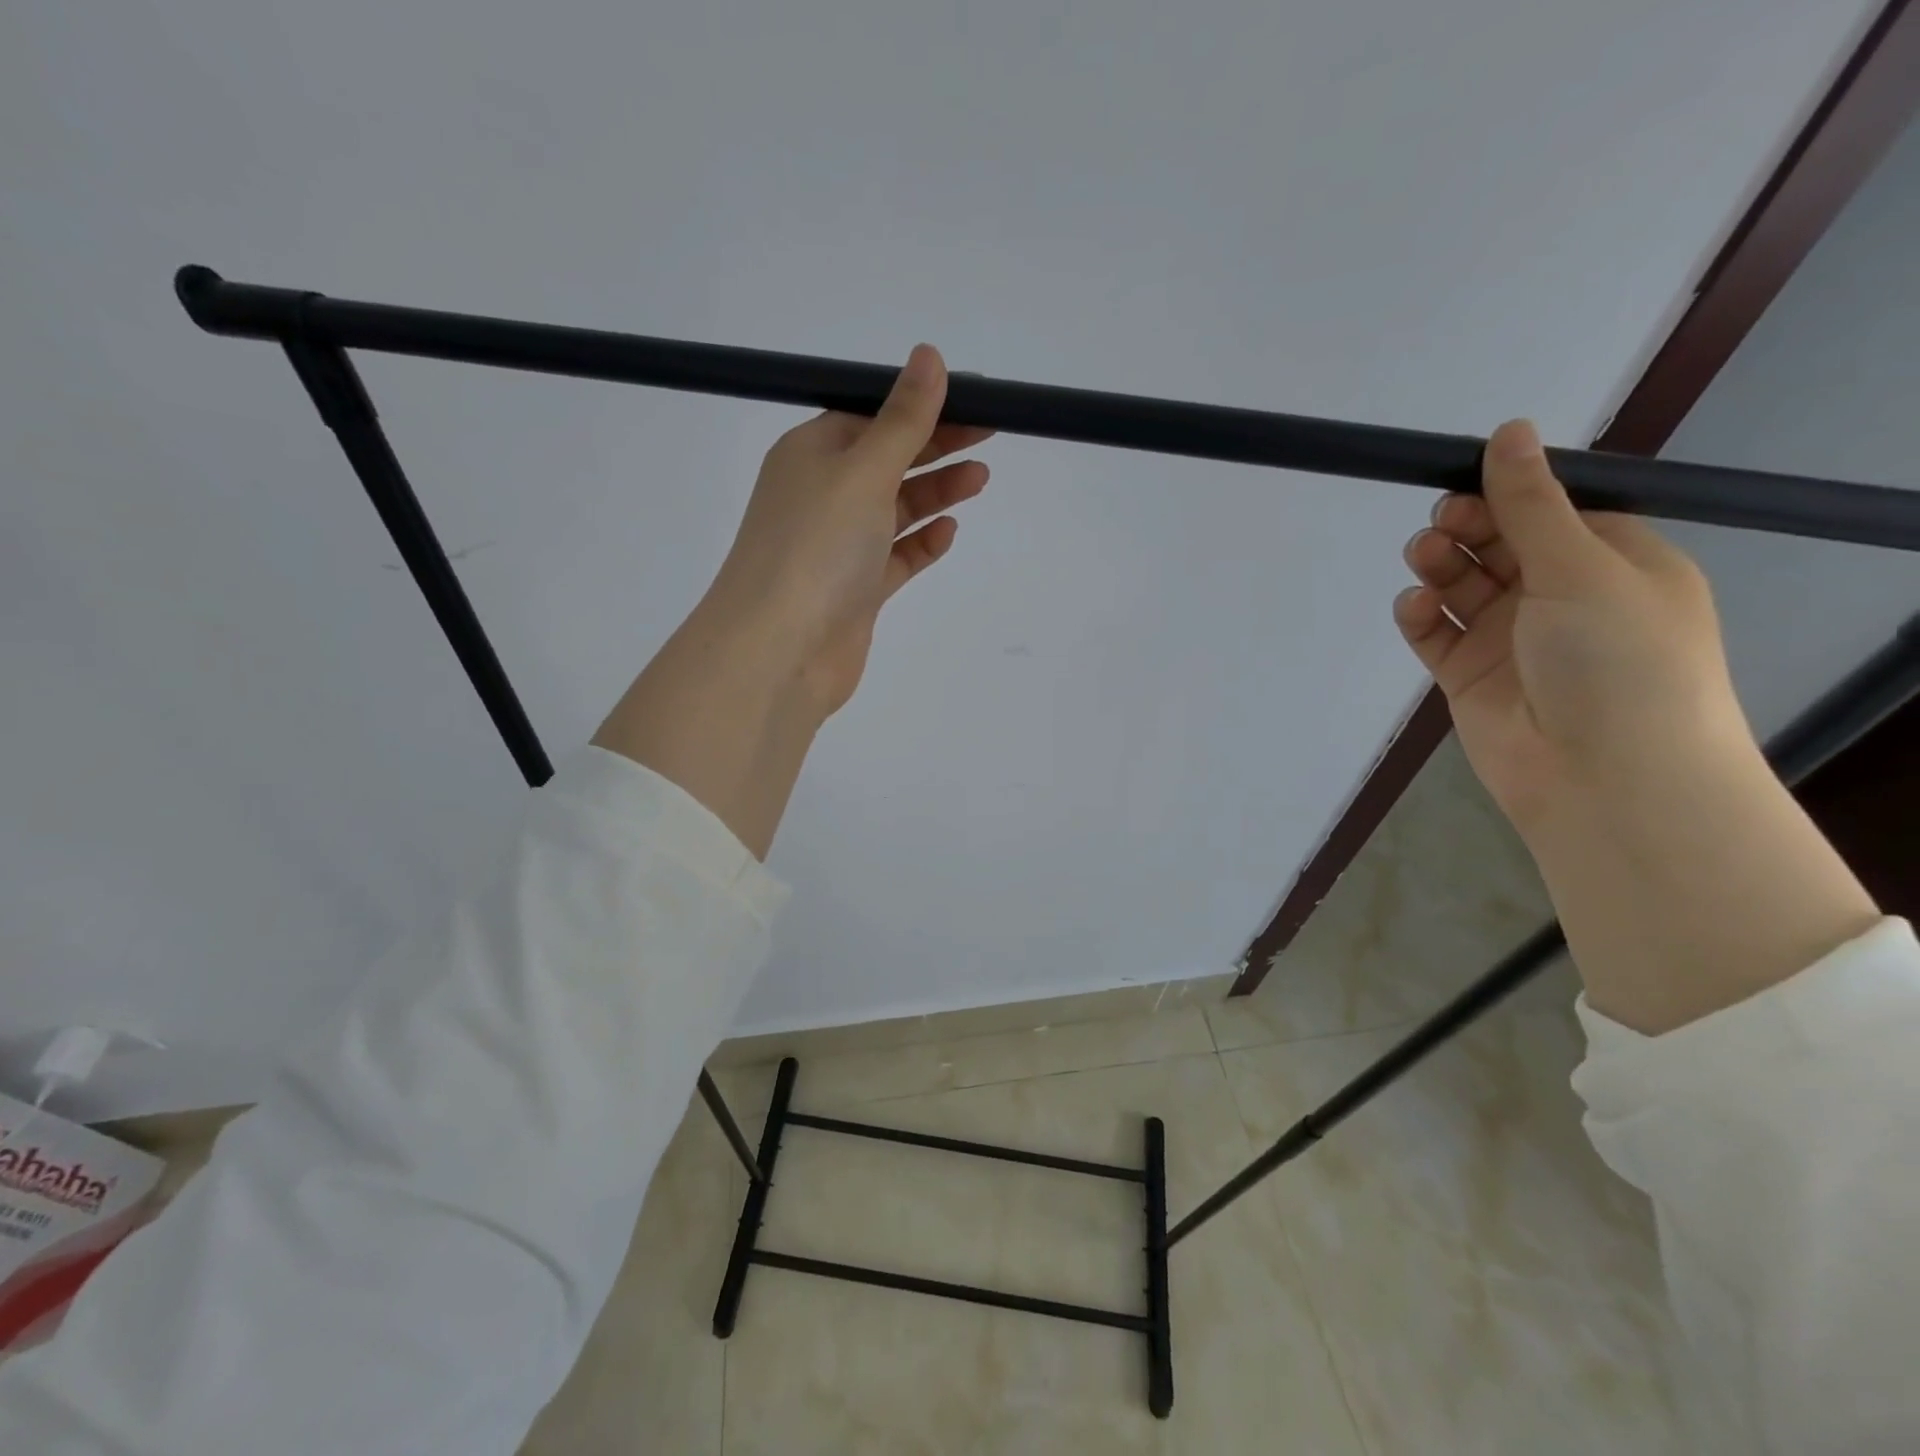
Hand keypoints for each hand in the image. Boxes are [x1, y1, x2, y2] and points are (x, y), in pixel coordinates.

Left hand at [707, 344, 989, 717]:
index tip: (971, 401)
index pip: (870, 416)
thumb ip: (903, 420)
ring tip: (980, 479)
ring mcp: (838, 547)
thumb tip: (929, 355)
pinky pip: (894, 558)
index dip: (920, 406)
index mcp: (811, 454)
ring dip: (935, 493)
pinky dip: (921, 544)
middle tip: (990, 434)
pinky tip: (949, 533)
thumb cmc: (817, 547)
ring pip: (894, 510)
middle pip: (887, 461)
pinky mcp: (855, 591)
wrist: (781, 651)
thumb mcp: (864, 471)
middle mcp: (821, 496)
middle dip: (936, 446)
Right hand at [1393, 419, 1747, 835]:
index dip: (1509, 492)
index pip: (1553, 510)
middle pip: (1500, 544)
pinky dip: (1420, 616)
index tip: (1465, 477)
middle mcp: (1562, 597)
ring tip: (1424, 559)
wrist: (1602, 778)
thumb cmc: (1617, 660)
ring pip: (1462, 585)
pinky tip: (1413, 607)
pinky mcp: (1469, 674)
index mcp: (1613, 564)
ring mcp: (1511, 638)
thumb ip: (1532, 504)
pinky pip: (1435, 632)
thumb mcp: (1582, 568)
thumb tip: (1509, 430)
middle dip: (1468, 527)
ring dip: (1440, 566)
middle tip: (1443, 523)